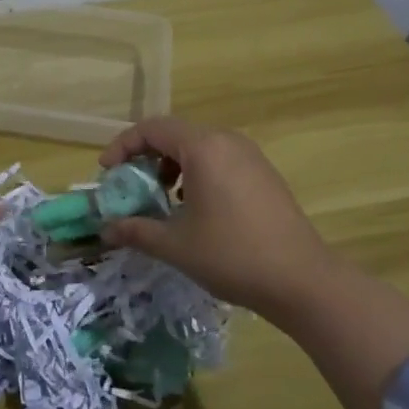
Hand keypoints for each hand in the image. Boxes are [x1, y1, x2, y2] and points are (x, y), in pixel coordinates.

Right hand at [98, 117, 332, 320]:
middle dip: (145, 157)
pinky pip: (219, 159)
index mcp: (203, 148)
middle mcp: (227, 141)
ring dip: (171, 165)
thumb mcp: (175, 245)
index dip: (123, 146)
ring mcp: (249, 156)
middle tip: (129, 186)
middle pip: (174, 134)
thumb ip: (136, 230)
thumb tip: (105, 230)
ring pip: (198, 147)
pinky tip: (194, 207)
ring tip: (160, 198)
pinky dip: (196, 173)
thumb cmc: (232, 255)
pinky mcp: (263, 173)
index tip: (106, 172)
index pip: (152, 128)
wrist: (302, 280)